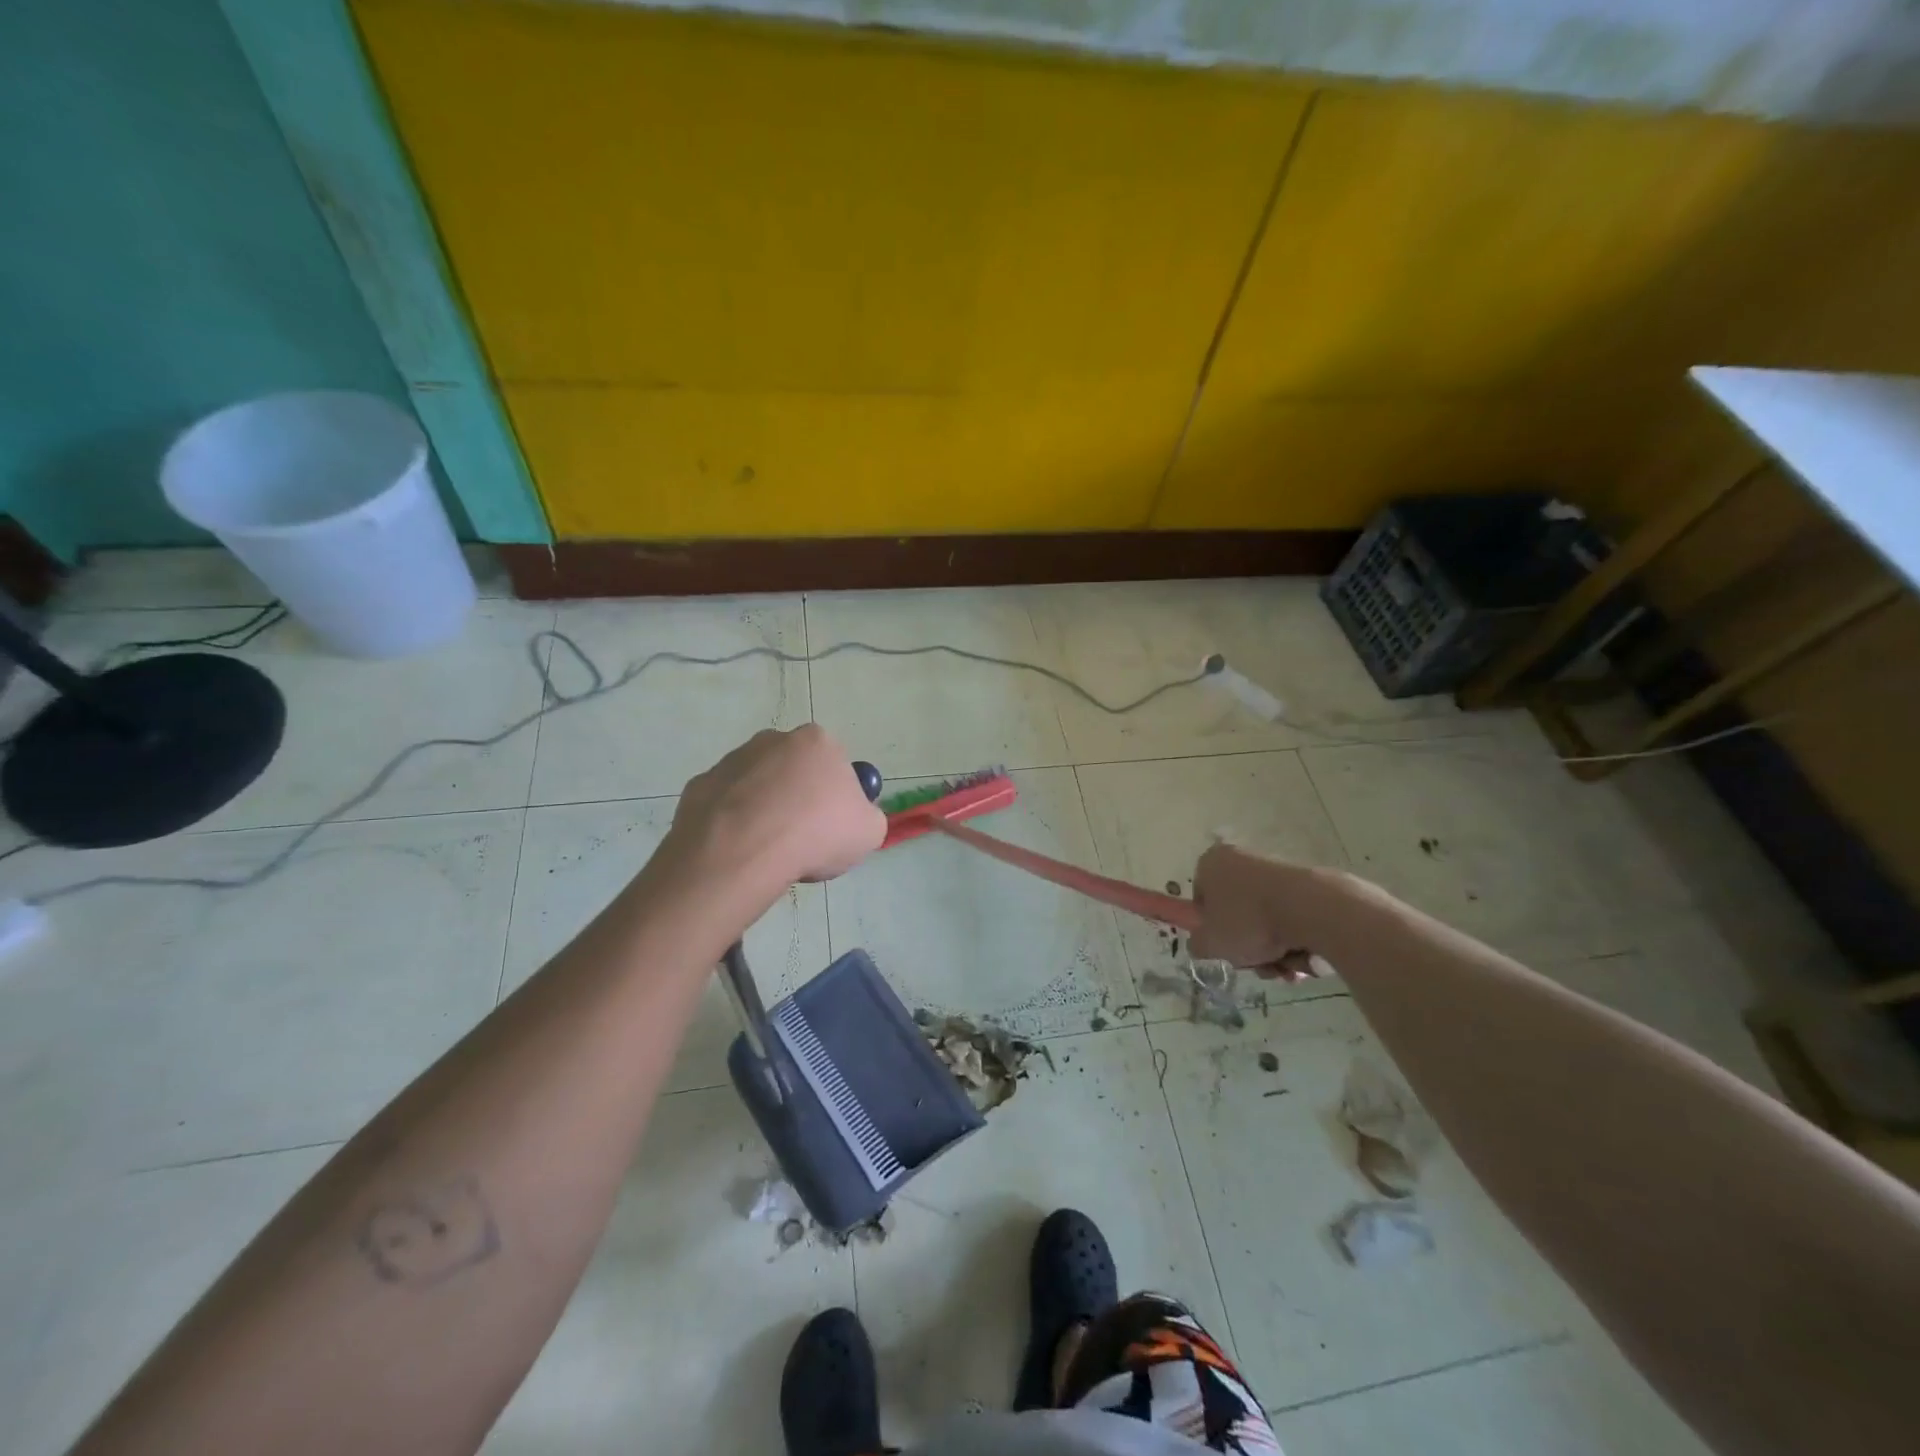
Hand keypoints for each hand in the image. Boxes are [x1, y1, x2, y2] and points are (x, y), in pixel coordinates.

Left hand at [669, 726, 886, 890]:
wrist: (743, 852)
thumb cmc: (816, 834)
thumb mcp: (869, 832)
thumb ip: (866, 816)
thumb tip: (853, 818)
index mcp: (816, 742)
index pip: (834, 762)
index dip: (836, 795)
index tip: (833, 825)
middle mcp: (772, 740)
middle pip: (792, 769)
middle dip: (797, 796)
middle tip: (802, 838)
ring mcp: (731, 760)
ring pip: (756, 784)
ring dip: (764, 808)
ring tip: (768, 849)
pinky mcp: (699, 785)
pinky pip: (725, 805)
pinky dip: (733, 823)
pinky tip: (739, 849)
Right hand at [1188, 843, 1325, 979]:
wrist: (1311, 909)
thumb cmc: (1248, 921)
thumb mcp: (1209, 943)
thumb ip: (1197, 944)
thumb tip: (1203, 942)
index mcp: (1211, 863)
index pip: (1201, 898)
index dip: (1209, 927)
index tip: (1222, 946)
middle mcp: (1241, 859)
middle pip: (1236, 913)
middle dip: (1247, 945)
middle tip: (1255, 963)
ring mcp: (1275, 870)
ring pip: (1265, 920)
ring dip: (1272, 951)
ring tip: (1283, 968)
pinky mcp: (1306, 884)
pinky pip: (1291, 918)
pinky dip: (1294, 941)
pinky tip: (1303, 960)